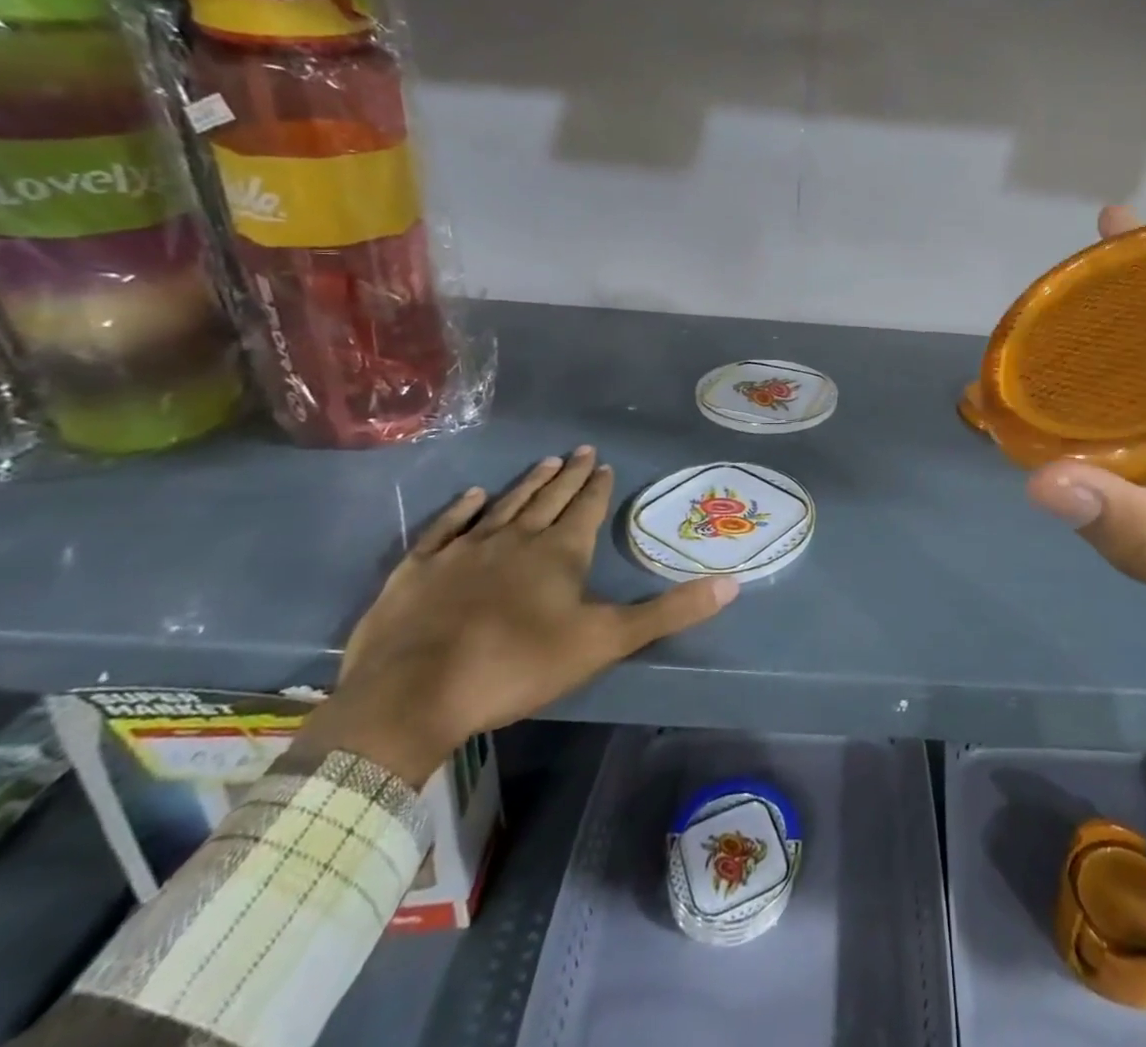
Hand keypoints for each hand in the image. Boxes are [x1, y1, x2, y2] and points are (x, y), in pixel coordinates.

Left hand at [299, 447, 737, 783]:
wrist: (413, 695)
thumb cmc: (518, 665)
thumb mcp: (605, 642)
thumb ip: (668, 611)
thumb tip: (732, 584)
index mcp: (559, 552)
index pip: (586, 508)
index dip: (598, 486)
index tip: (605, 463)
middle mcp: (514, 538)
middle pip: (548, 498)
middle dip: (570, 475)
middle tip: (582, 450)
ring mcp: (463, 550)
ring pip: (503, 505)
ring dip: (527, 484)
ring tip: (545, 462)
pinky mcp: (418, 570)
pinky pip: (446, 527)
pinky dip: (461, 509)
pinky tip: (472, 495)